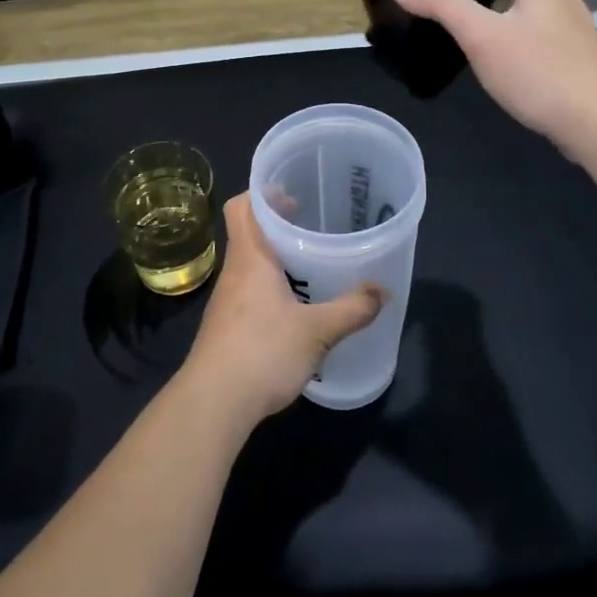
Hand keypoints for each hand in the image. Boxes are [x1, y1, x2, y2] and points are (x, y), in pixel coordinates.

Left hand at [180, 194, 383, 427]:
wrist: (214, 403)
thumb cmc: (263, 352)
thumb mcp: (317, 331)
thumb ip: (351, 309)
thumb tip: (383, 291)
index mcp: (250, 258)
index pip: (241, 207)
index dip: (263, 194)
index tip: (291, 194)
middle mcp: (234, 272)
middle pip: (247, 232)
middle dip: (276, 225)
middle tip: (310, 225)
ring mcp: (226, 300)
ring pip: (249, 263)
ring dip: (273, 257)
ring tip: (308, 263)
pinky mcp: (226, 326)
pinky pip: (248, 290)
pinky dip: (269, 286)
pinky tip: (294, 306)